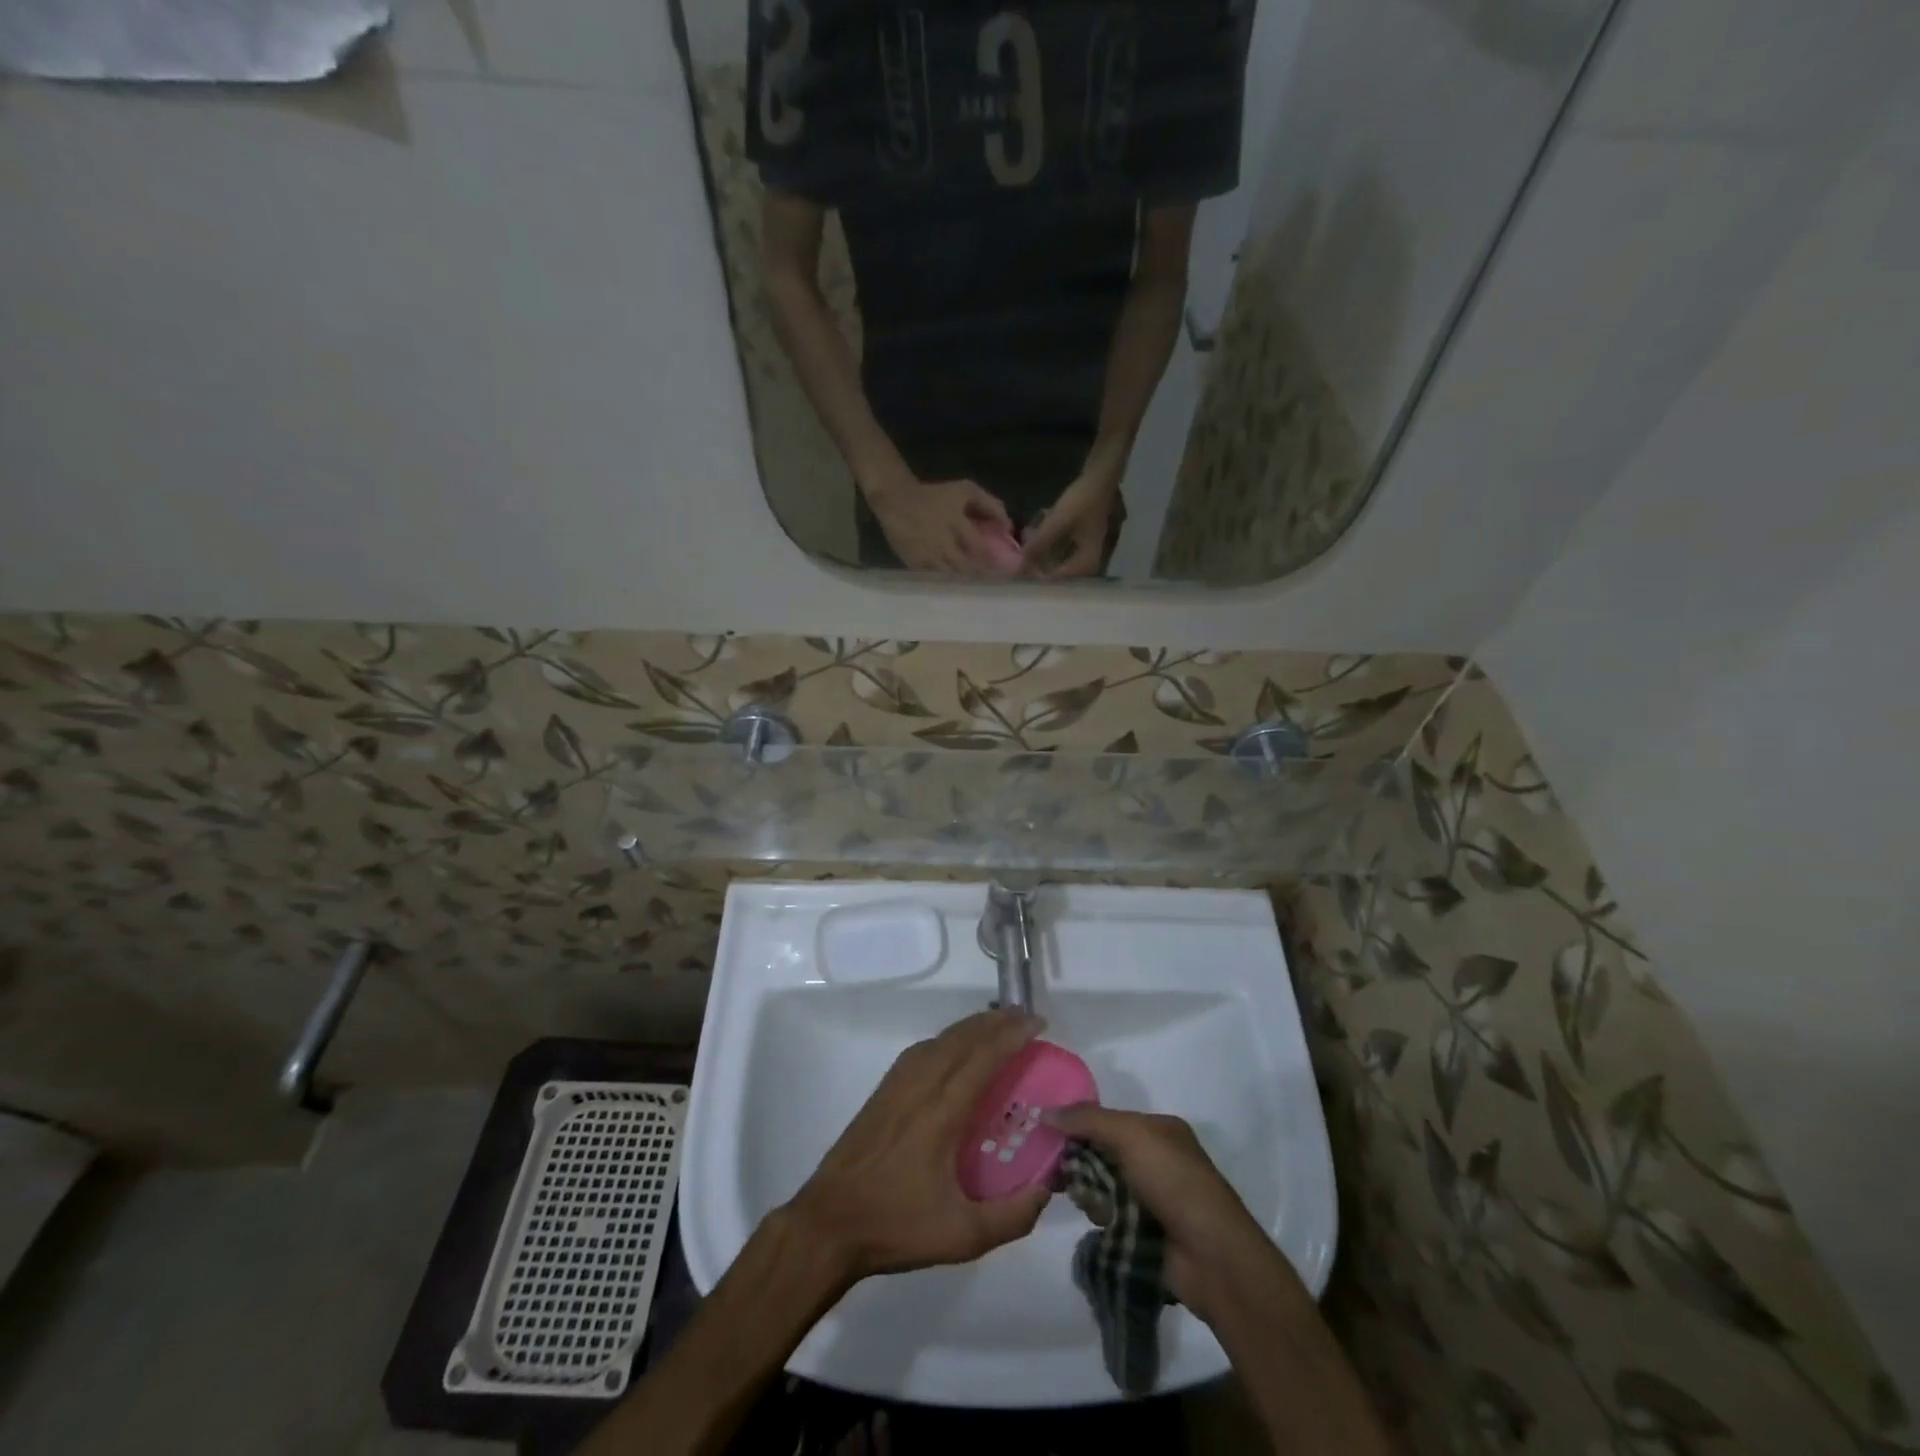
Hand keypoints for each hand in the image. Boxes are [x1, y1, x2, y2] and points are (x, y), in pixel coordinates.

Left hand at [786, 1010, 1052, 1284]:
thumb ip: (1012, 1216)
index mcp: (942, 1112)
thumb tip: (1048, 1187)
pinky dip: (948, 1038)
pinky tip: (956, 1047)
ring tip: (999, 1025)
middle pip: (962, 1039)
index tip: (1038, 1023)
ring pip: (941, 1040)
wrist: (829, 1222)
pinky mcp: (884, 1090)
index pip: (982, 1058)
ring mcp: (898, 1084)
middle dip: (997, 1022)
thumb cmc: (896, 1226)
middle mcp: (920, 1086)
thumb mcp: (962, 1236)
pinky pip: (923, 1049)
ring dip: (972, 1027)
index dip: (1011, 1035)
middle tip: (1026, 1017)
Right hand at [867, 478, 1017, 575]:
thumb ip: (990, 505)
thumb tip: (1009, 526)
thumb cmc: (934, 495)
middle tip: (990, 577)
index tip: (1004, 568)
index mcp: (956, 524)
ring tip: (973, 578)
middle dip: (980, 574)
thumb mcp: (965, 490)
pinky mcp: (915, 564)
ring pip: (952, 575)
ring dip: (964, 577)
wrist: (896, 499)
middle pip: (967, 568)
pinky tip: (953, 577)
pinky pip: (935, 577)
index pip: (981, 549)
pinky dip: (946, 579)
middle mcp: (943, 544)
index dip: (994, 561)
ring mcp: (928, 556)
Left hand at [1020, 470, 1117, 578]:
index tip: (1016, 570)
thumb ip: (1038, 546)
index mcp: (1086, 565)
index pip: (1055, 581)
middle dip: (1036, 563)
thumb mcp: (1056, 524)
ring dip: (1039, 552)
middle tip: (1018, 554)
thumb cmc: (1082, 501)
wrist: (1099, 478)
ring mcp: (1083, 552)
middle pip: (1055, 572)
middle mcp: (1086, 564)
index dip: (1035, 576)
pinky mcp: (1079, 541)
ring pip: (1055, 560)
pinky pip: (1057, 550)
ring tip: (1025, 541)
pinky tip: (1034, 533)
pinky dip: (1046, 544)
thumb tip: (1020, 568)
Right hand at [1043, 1104, 1288, 1327]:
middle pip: (1102, 1152)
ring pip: (1103, 1186)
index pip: (1108, 1120)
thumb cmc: (1173, 1181)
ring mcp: (1152, 1198)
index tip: (1046, 1133)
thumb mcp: (1130, 1135)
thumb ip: (1087, 1120)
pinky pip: (1110, 1216)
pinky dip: (1100, 1216)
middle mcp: (1156, 1159)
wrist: (1211, 1255)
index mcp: (1159, 1130)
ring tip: (1083, 1199)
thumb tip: (1045, 1112)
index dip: (1078, 1124)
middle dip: (1079, 1160)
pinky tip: (1096, 1221)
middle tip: (1053, 1169)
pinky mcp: (1145, 1233)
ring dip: (1089, 1191)